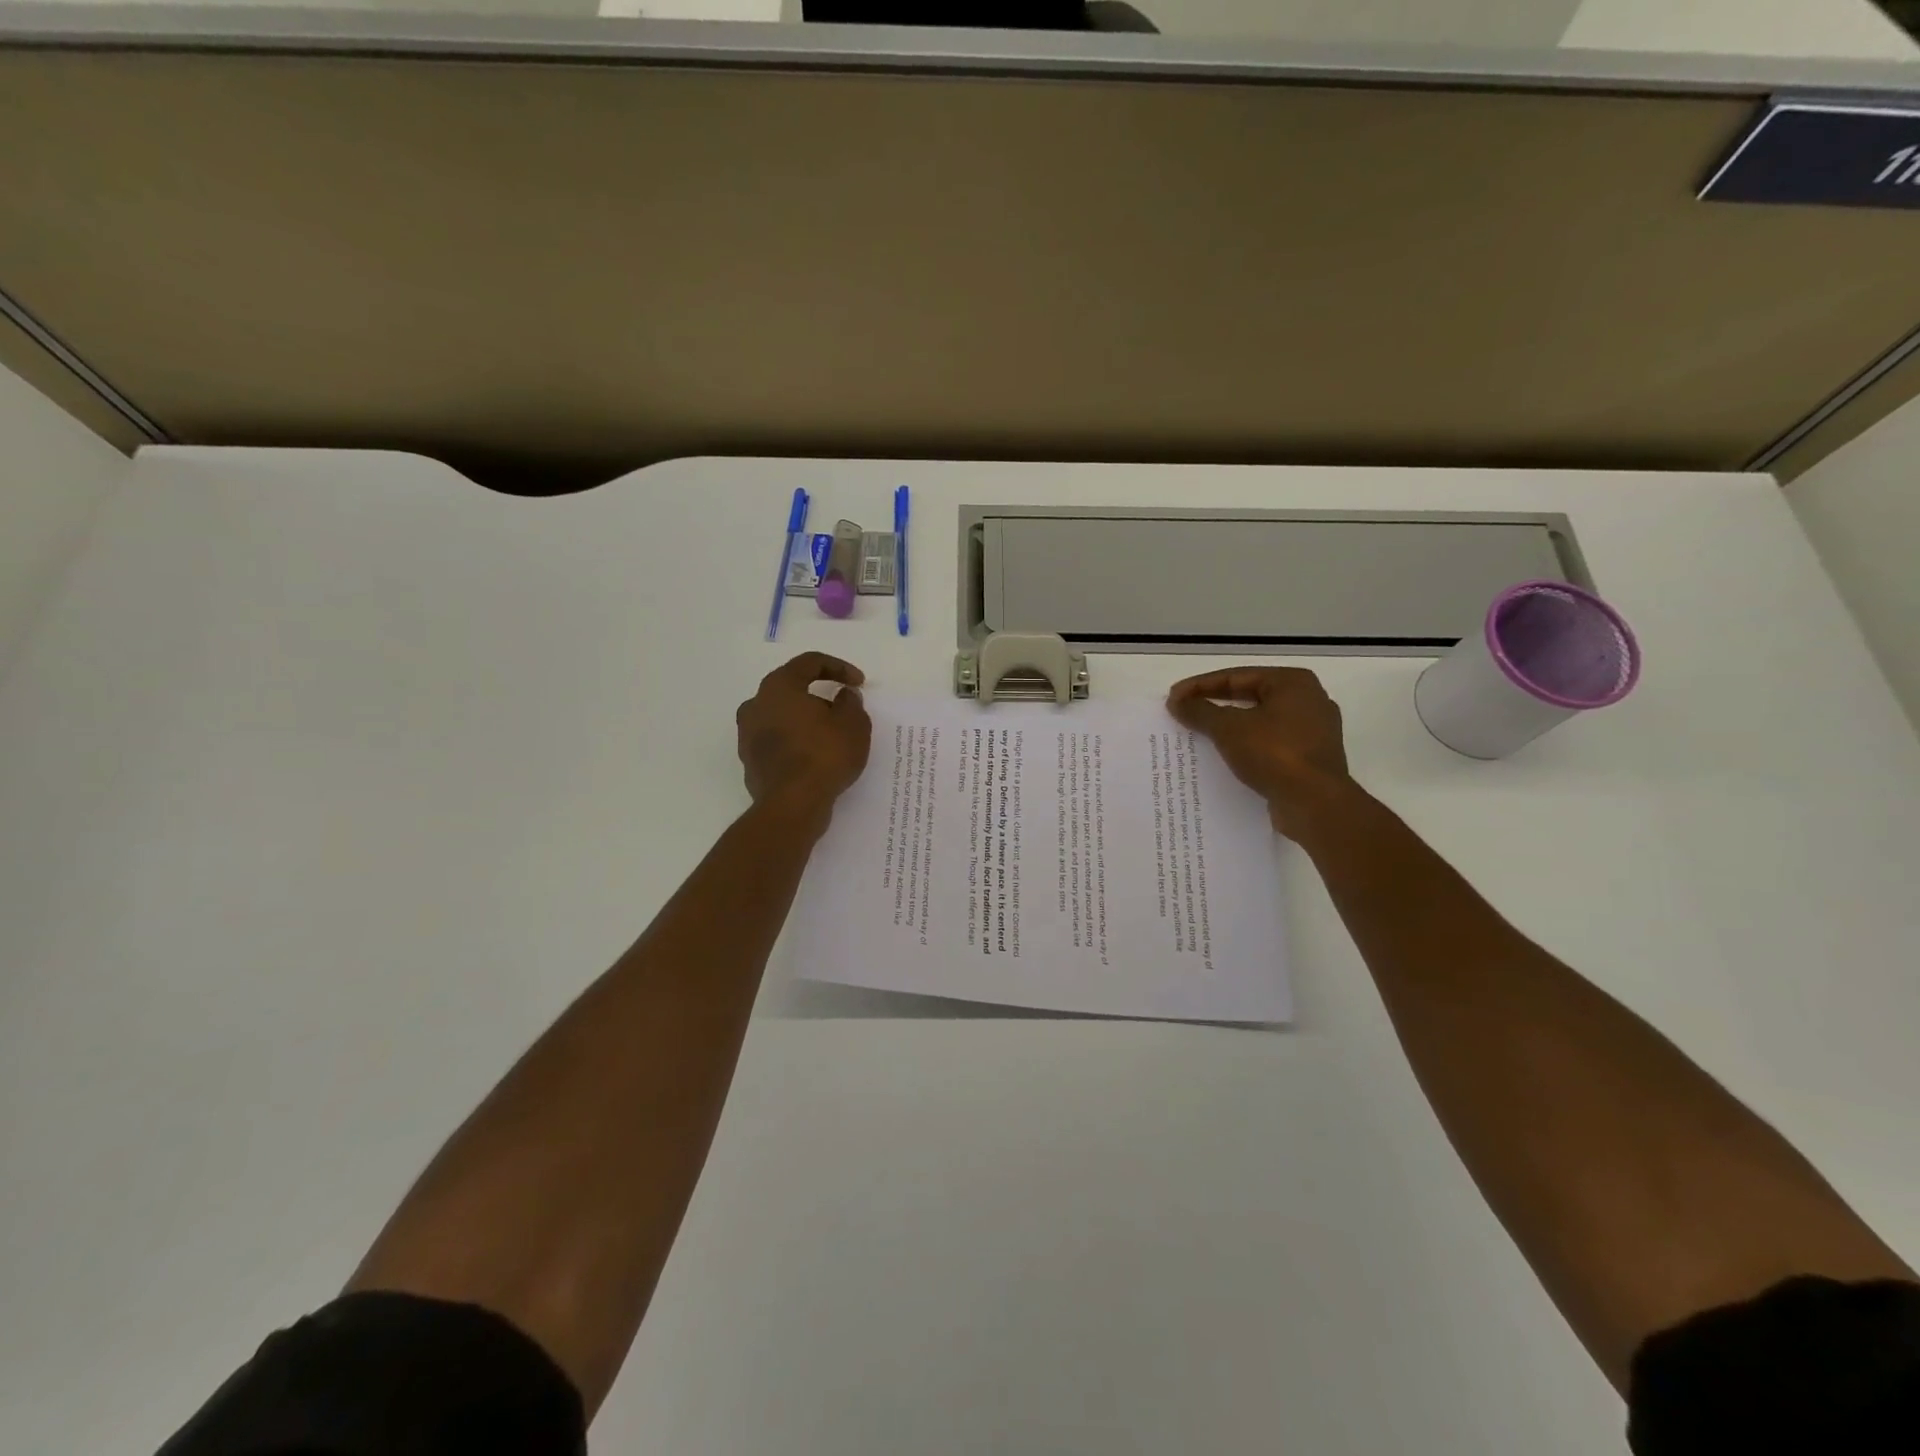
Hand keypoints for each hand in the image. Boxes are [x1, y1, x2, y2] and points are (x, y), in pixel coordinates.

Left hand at [737, 653, 872, 821]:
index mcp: (779, 686)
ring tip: (830, 736)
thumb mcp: (853, 724)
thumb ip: (850, 703)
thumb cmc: (824, 755)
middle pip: (791, 689)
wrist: (792, 805)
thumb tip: (843, 696)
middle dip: (819, 696)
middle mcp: (756, 705)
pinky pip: (777, 741)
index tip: (858, 683)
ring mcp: (748, 735)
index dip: (839, 668)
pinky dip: (796, 742)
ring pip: (782, 716)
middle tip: (842, 710)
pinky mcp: (750, 761)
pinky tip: (815, 757)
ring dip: (805, 720)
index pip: (810, 663)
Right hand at [1167, 667, 1355, 839]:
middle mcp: (1308, 700)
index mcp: (1293, 683)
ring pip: (1260, 722)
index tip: (1174, 697)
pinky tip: (1226, 756)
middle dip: (1215, 705)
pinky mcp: (1311, 758)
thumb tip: (1177, 702)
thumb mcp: (1228, 728)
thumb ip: (1200, 711)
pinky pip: (1270, 744)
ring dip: (1229, 727)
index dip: (1200, 685)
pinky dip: (1246, 746)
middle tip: (1185, 713)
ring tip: (1200, 734)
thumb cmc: (1274, 753)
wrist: (1315, 803)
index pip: (1237, 676)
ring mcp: (1314, 731)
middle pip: (1250, 696)